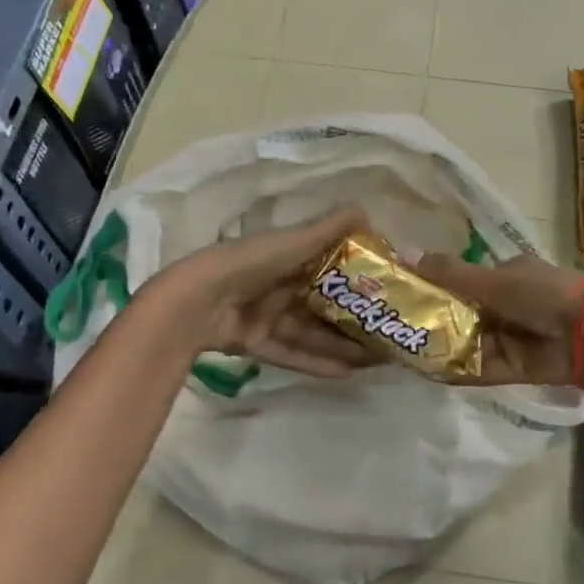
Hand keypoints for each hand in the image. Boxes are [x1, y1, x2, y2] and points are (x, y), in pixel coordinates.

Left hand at [146, 206, 383, 378]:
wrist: (196, 301)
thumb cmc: (249, 262)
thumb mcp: (291, 241)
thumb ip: (328, 229)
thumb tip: (367, 210)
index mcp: (285, 256)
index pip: (328, 265)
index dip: (356, 277)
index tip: (386, 288)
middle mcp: (278, 285)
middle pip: (322, 303)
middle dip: (353, 317)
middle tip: (387, 330)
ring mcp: (266, 316)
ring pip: (311, 331)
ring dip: (340, 344)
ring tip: (376, 357)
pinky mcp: (256, 343)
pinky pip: (292, 353)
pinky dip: (317, 362)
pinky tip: (348, 373)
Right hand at [414, 253, 583, 387]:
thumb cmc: (540, 294)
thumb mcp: (491, 279)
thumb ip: (449, 273)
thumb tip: (404, 254)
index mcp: (509, 275)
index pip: (467, 280)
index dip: (440, 285)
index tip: (408, 292)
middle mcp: (508, 305)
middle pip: (465, 313)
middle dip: (437, 319)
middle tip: (400, 324)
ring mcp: (510, 337)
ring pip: (469, 341)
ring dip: (443, 345)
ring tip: (403, 349)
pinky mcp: (512, 366)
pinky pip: (479, 367)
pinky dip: (457, 369)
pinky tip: (426, 370)